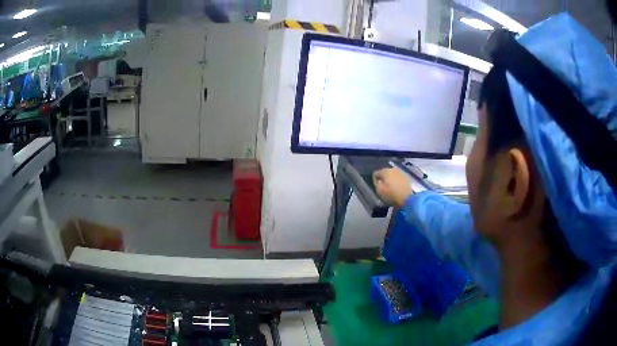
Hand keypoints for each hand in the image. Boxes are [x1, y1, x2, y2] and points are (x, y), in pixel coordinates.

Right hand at [373, 168, 413, 206]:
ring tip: (391, 188)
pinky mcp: (407, 177)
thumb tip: (379, 181)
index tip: (377, 187)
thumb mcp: (379, 191)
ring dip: (391, 180)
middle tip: (384, 187)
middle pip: (385, 173)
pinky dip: (397, 181)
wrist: (408, 198)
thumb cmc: (392, 194)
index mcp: (385, 171)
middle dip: (384, 179)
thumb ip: (377, 184)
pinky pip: (399, 178)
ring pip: (393, 175)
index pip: (376, 173)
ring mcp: (401, 172)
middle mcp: (393, 169)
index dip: (375, 180)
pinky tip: (398, 187)